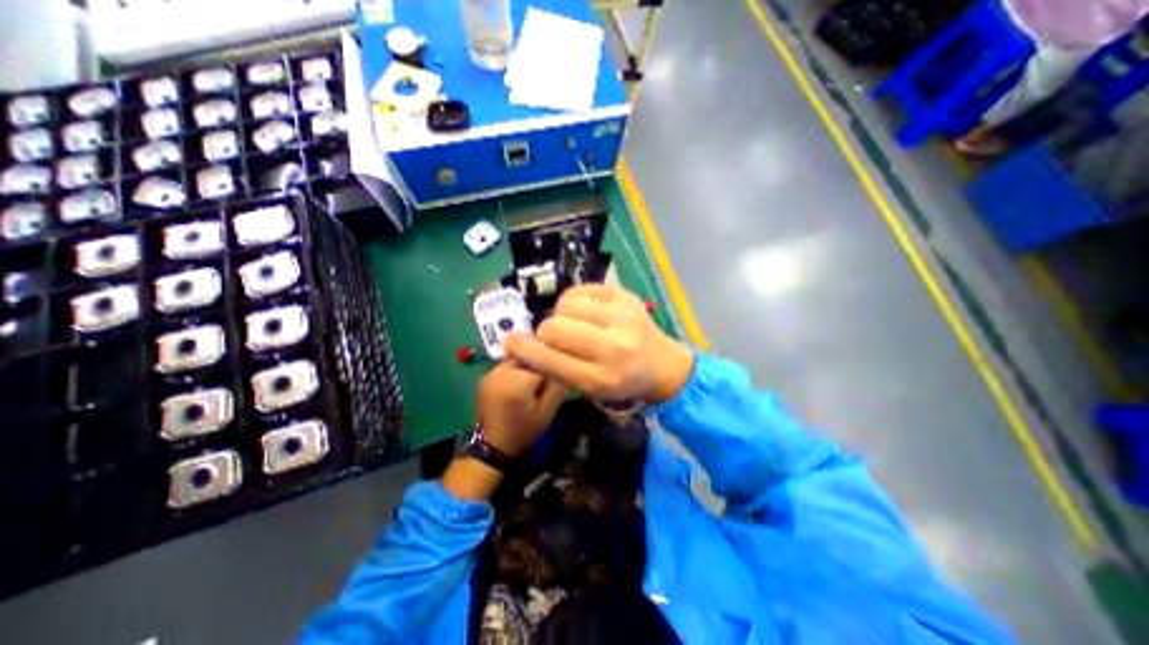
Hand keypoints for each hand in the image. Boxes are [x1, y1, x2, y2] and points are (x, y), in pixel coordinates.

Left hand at [477, 360, 563, 456]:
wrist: (493, 446)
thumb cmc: (523, 431)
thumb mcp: (547, 413)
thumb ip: (557, 388)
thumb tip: (566, 366)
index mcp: (518, 381)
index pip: (543, 361)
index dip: (553, 369)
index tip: (556, 380)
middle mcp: (501, 371)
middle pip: (529, 356)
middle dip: (539, 365)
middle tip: (544, 382)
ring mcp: (490, 373)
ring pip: (517, 358)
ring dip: (527, 366)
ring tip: (531, 383)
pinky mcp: (485, 376)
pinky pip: (506, 365)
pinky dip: (516, 370)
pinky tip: (518, 384)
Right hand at [505, 281, 688, 399]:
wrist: (661, 364)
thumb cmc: (621, 381)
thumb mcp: (588, 387)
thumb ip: (554, 368)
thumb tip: (520, 343)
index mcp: (601, 379)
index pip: (550, 360)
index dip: (524, 349)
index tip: (510, 341)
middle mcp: (614, 348)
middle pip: (554, 327)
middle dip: (546, 332)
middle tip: (557, 336)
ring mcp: (623, 317)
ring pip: (566, 304)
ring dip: (562, 314)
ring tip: (575, 322)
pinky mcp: (626, 296)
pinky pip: (582, 289)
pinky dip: (576, 300)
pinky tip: (587, 311)